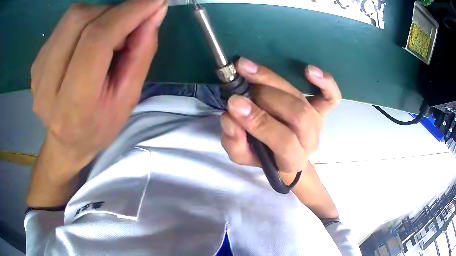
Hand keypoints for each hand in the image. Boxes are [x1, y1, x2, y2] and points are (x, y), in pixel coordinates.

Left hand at [31, 0, 167, 171]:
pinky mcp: (36, 62)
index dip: (127, 13)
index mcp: (73, 106)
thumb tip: (155, 11)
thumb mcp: (128, 98)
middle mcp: (46, 86)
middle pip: (79, 20)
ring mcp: (37, 72)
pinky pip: (64, 25)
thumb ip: (141, 53)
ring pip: (71, 17)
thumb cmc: (99, 126)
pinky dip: (84, 22)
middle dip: (113, 11)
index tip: (154, 1)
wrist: (66, 144)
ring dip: (99, 15)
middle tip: (128, 25)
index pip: (96, 42)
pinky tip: (87, 41)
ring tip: (107, 36)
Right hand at [221, 58, 340, 174]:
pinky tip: (309, 70)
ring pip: (302, 99)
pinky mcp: (322, 110)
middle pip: (297, 115)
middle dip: (266, 97)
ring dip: (274, 81)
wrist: (284, 154)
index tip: (234, 103)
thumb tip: (230, 116)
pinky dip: (326, 82)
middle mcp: (309, 140)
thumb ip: (235, 142)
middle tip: (240, 86)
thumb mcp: (242, 156)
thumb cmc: (263, 155)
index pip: (283, 141)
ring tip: (248, 69)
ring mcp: (318, 123)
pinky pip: (331, 97)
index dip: (260, 122)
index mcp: (292, 159)